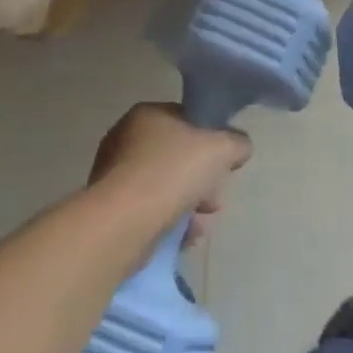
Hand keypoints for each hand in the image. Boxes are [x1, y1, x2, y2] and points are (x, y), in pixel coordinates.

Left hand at [88, 103, 250, 244]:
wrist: (124, 221)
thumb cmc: (172, 172)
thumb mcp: (220, 148)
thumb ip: (236, 143)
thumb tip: (240, 147)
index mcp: (147, 114)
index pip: (187, 120)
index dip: (211, 140)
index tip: (224, 165)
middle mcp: (126, 138)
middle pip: (179, 158)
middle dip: (203, 182)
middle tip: (214, 202)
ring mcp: (116, 174)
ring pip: (167, 187)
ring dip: (190, 207)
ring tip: (200, 227)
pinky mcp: (113, 207)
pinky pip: (151, 210)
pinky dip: (170, 222)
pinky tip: (184, 238)